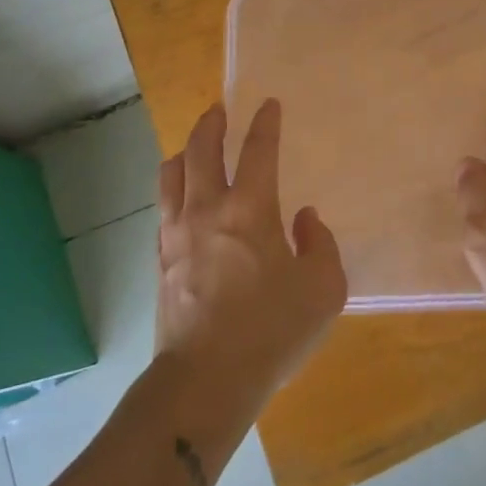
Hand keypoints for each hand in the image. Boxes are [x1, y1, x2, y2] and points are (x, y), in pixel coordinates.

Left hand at [155, 100, 346, 414]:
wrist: (205, 380)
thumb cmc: (271, 331)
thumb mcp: (324, 290)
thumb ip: (321, 245)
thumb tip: (304, 218)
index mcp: (251, 210)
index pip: (258, 150)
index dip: (265, 123)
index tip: (268, 105)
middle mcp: (209, 209)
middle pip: (202, 149)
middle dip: (212, 123)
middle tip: (219, 110)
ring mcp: (177, 232)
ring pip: (172, 172)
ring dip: (186, 150)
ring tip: (195, 145)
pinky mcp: (161, 257)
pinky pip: (163, 205)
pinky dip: (173, 186)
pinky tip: (181, 194)